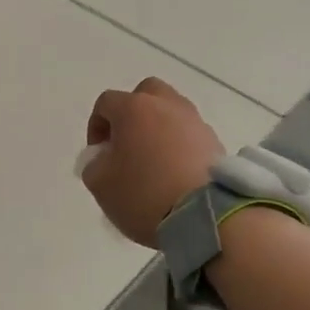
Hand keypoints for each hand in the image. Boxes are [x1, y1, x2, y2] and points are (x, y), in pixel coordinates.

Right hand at [79, 77, 223, 247]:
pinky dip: (180, 145)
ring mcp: (195, 121)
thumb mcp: (100, 184)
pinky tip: (175, 172)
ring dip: (159, 128)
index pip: (106, 102)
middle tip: (127, 143)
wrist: (205, 216)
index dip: (96, 126)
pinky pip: (190, 134)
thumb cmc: (144, 194)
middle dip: (132, 113)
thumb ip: (93, 164)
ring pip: (171, 112)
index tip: (99, 154)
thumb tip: (103, 157)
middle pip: (145, 94)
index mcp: (134, 108)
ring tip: (154, 161)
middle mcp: (166, 105)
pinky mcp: (216, 142)